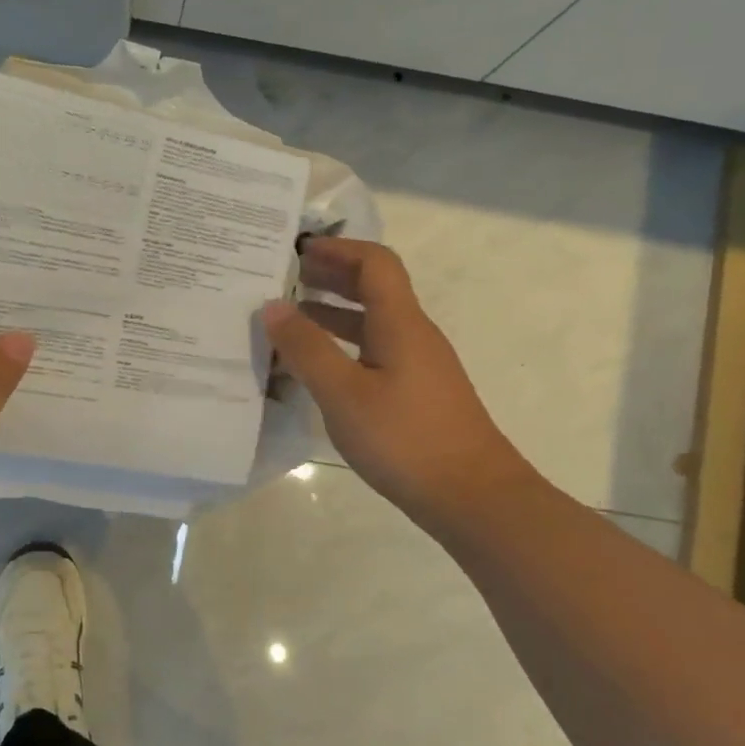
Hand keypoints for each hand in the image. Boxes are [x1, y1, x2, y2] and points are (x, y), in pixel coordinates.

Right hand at [263, 238, 525, 521]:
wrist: (472, 496)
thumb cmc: (405, 439)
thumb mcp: (343, 394)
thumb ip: (306, 348)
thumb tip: (273, 305)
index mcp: (401, 323)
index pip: (375, 263)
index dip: (338, 249)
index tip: (298, 251)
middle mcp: (413, 334)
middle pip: (375, 288)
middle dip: (331, 276)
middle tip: (286, 278)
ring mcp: (418, 365)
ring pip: (374, 322)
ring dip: (335, 312)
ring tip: (291, 317)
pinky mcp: (417, 392)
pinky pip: (375, 351)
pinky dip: (344, 345)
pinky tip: (318, 367)